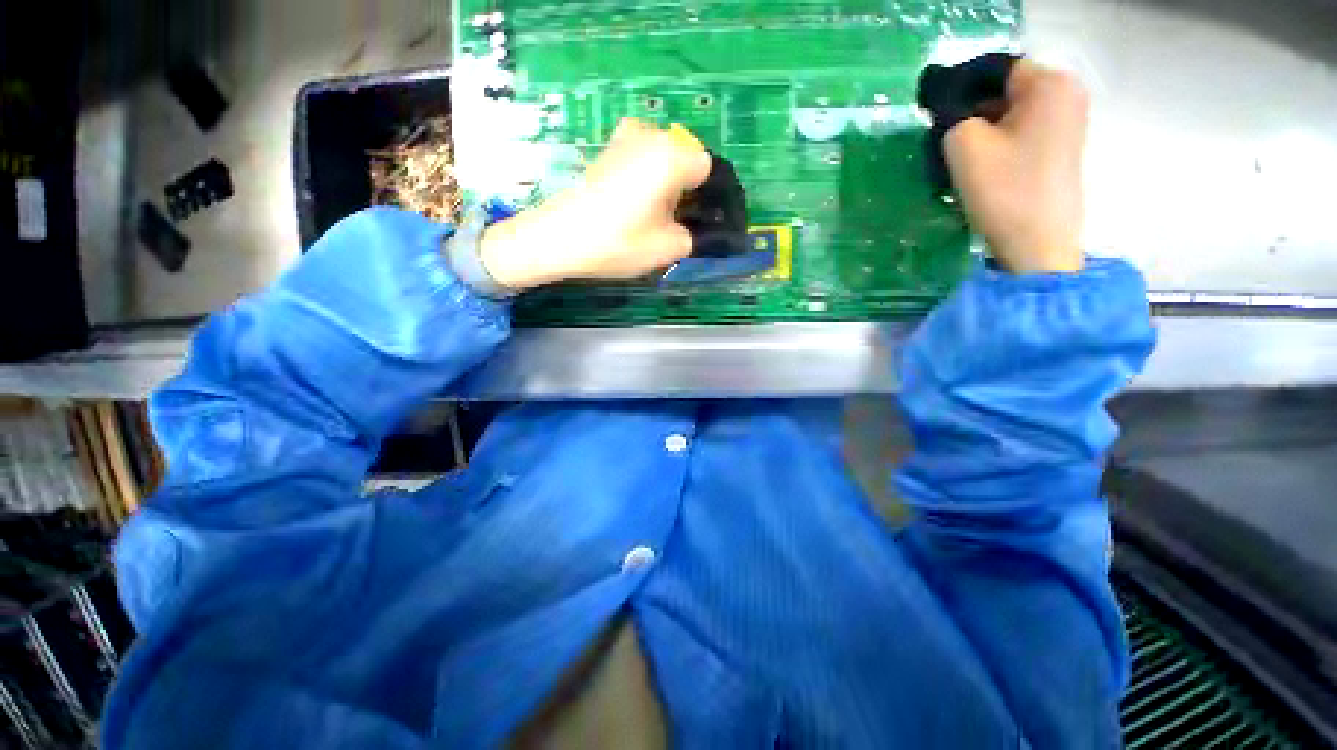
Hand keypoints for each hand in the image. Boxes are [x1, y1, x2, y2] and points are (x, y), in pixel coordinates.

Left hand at [478, 119, 713, 289]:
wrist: (556, 238)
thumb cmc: (617, 242)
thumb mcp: (667, 249)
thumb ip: (691, 237)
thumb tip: (688, 228)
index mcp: (671, 156)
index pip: (706, 168)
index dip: (704, 195)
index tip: (693, 219)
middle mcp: (650, 136)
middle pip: (683, 160)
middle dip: (683, 189)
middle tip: (670, 221)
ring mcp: (623, 139)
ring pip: (660, 160)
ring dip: (662, 184)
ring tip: (647, 216)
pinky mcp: (605, 150)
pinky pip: (638, 160)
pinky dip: (642, 179)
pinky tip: (629, 205)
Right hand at [944, 61, 1088, 273]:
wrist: (1038, 242)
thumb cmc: (1004, 189)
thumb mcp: (963, 144)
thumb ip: (952, 115)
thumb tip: (952, 112)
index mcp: (1049, 83)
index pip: (995, 69)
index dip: (961, 87)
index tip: (935, 114)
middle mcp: (1066, 94)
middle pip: (1006, 90)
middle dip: (972, 110)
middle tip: (943, 140)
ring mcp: (1068, 122)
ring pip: (1012, 114)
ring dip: (983, 130)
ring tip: (958, 159)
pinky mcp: (1062, 148)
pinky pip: (1022, 133)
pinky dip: (998, 144)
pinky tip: (980, 168)